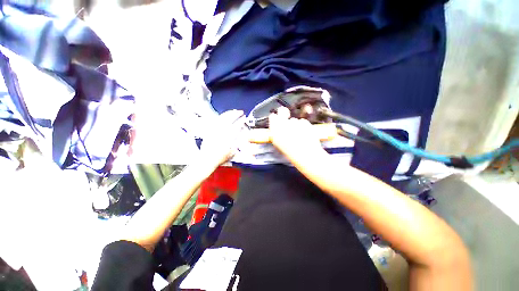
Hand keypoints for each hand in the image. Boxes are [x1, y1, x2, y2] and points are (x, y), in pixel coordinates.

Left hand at [198, 110, 245, 168]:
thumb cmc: (219, 158)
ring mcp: (215, 130)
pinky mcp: (210, 131)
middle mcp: (221, 132)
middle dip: (236, 114)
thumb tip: (241, 138)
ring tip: (233, 111)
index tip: (244, 118)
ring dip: (228, 113)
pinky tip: (223, 116)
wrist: (207, 159)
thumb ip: (237, 143)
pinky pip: (215, 121)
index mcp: (228, 137)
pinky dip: (220, 117)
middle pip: (229, 119)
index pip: (236, 126)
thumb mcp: (232, 152)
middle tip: (240, 112)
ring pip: (222, 118)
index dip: (241, 121)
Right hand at [269, 107, 327, 162]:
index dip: (275, 118)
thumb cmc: (289, 151)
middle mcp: (283, 122)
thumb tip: (277, 128)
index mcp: (275, 128)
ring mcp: (295, 121)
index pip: (272, 116)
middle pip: (282, 111)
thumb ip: (275, 133)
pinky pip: (302, 122)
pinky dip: (303, 126)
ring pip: (294, 120)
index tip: (277, 120)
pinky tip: (304, 134)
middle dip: (284, 113)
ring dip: (295, 125)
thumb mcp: (277, 143)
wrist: (304, 153)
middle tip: (286, 117)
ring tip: (298, 135)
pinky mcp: (305, 122)